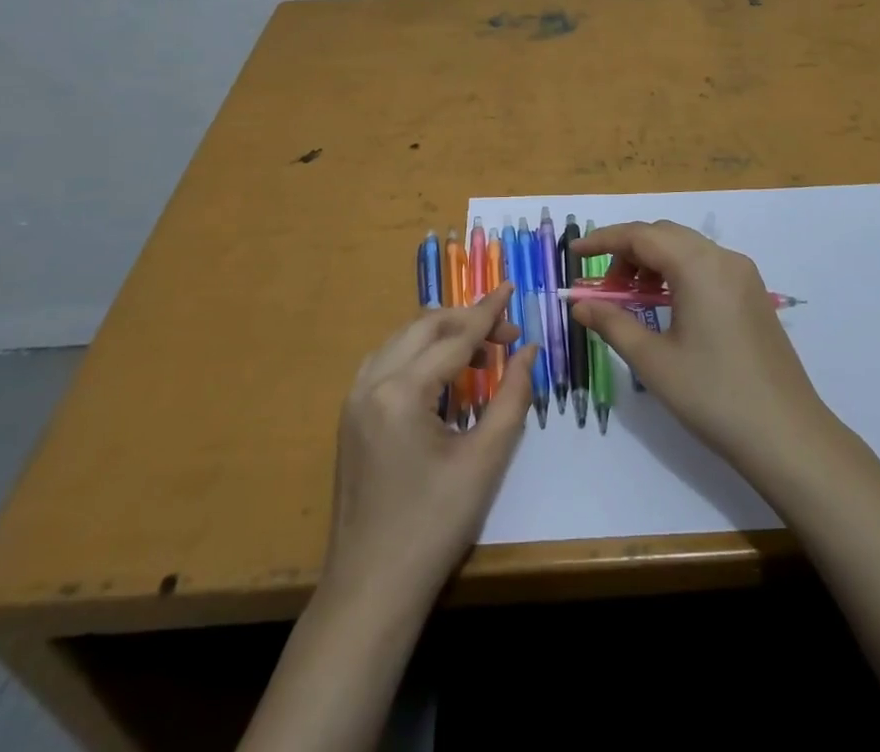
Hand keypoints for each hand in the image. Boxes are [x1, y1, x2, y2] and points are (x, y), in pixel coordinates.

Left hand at [321, 284, 538, 606]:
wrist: (371, 590)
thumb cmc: (434, 527)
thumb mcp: (485, 461)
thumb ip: (512, 397)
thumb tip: (529, 352)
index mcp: (401, 392)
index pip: (454, 337)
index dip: (487, 312)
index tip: (511, 288)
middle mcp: (371, 383)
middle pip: (424, 327)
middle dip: (466, 320)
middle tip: (506, 332)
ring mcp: (354, 399)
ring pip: (402, 340)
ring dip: (441, 334)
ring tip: (480, 349)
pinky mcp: (350, 416)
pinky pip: (386, 362)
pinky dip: (418, 353)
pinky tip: (441, 373)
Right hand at [571, 221, 830, 479]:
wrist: (787, 436)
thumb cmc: (713, 396)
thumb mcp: (654, 361)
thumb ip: (613, 323)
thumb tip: (579, 304)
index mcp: (698, 266)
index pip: (641, 235)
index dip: (603, 241)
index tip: (574, 255)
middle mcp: (724, 258)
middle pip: (665, 235)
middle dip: (628, 252)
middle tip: (603, 287)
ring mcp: (744, 275)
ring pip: (687, 249)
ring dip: (653, 262)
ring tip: (631, 299)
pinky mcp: (753, 295)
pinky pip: (706, 266)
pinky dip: (678, 273)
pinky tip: (665, 306)